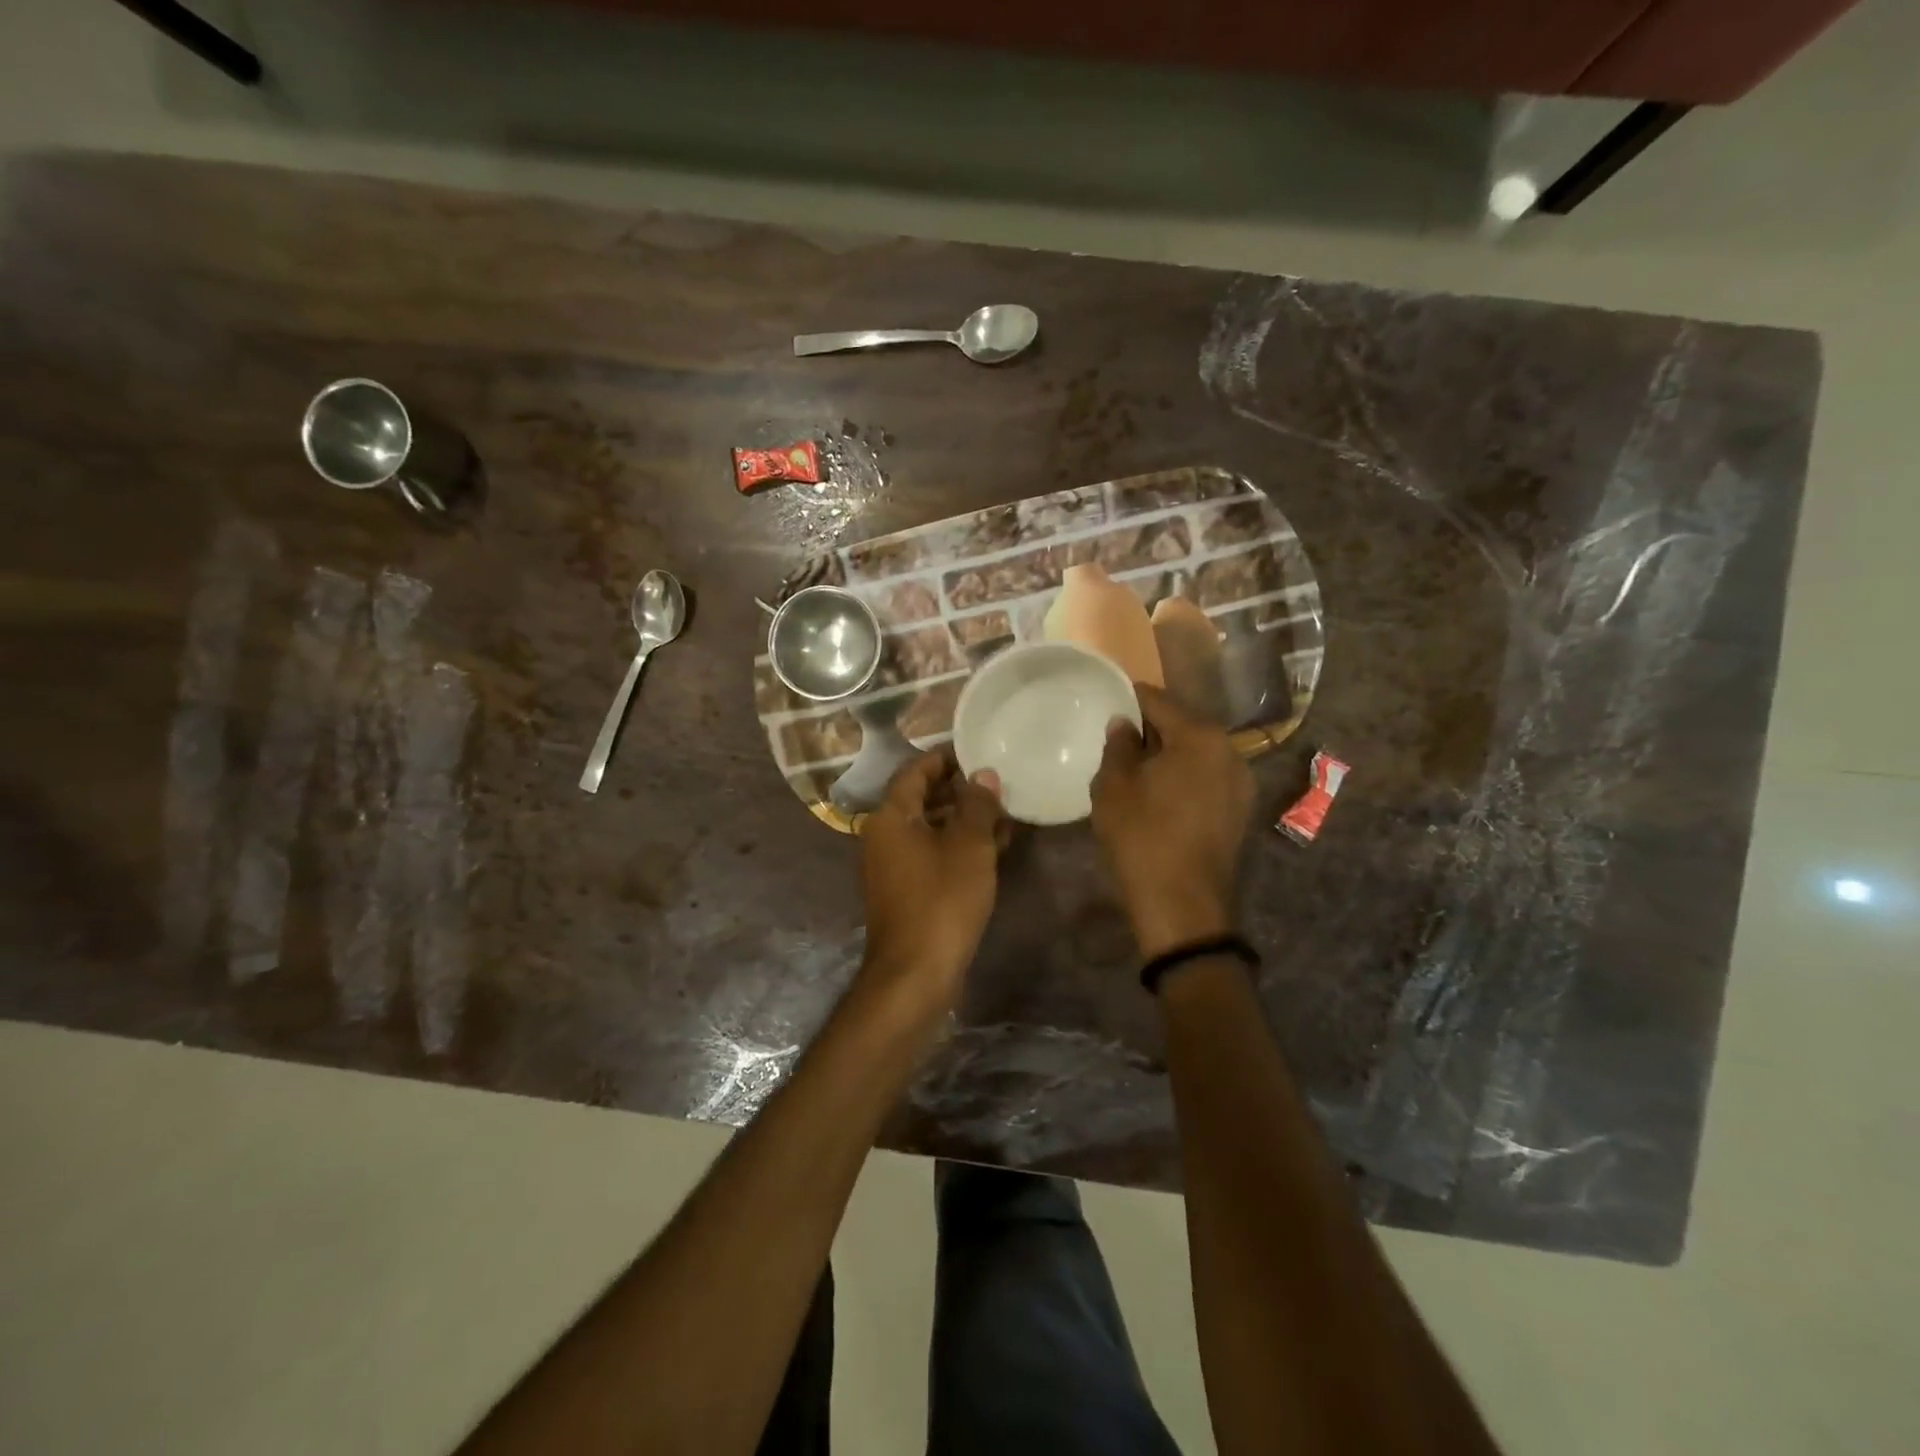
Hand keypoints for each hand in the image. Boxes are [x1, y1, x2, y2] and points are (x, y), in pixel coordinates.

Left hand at [858, 748, 1004, 1007]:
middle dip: (959, 790)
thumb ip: (978, 805)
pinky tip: (993, 847)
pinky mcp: (905, 890)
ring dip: (963, 819)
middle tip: (996, 781)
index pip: (914, 771)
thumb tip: (984, 774)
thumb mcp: (969, 846)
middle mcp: (884, 836)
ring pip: (929, 828)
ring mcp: (892, 866)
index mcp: (890, 816)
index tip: (975, 751)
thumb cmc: (942, 899)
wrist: (916, 972)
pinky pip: (931, 854)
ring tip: (1003, 812)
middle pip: (921, 799)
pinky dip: (957, 846)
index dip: (944, 759)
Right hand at [1091, 684, 1253, 957]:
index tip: (1108, 702)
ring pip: (1196, 753)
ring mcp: (1241, 782)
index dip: (1130, 699)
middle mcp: (1230, 750)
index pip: (1159, 700)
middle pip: (1183, 725)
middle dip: (1151, 729)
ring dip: (1168, 755)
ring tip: (1136, 770)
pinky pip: (1206, 778)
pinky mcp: (1239, 811)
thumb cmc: (1142, 837)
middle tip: (1117, 740)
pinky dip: (1184, 777)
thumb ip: (1118, 746)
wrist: (1182, 906)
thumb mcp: (1114, 787)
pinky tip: (1160, 795)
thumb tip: (1124, 724)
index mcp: (1200, 736)